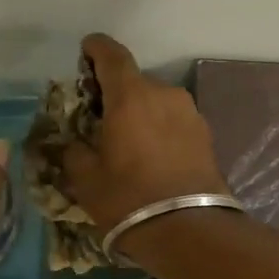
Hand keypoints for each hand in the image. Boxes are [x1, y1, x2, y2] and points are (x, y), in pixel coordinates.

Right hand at [61, 33, 229, 253]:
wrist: (189, 229)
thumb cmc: (129, 199)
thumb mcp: (86, 178)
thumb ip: (73, 150)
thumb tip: (72, 142)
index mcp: (131, 95)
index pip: (112, 54)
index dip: (96, 49)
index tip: (85, 52)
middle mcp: (164, 94)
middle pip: (135, 81)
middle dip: (115, 93)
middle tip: (99, 117)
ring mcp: (190, 113)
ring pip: (157, 101)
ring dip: (140, 112)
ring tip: (128, 141)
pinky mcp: (206, 134)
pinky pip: (174, 121)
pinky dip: (160, 128)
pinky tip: (152, 155)